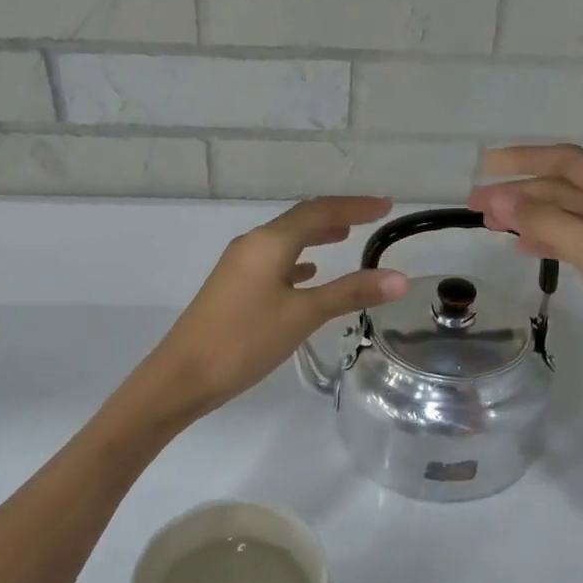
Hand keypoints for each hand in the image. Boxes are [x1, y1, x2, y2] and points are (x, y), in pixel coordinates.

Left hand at [128, 196, 408, 420]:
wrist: (183, 376)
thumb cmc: (244, 340)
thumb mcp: (303, 315)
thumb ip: (350, 293)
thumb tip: (400, 278)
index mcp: (269, 243)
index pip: (318, 211)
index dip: (354, 206)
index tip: (386, 206)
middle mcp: (252, 245)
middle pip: (299, 221)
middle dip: (336, 216)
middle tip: (369, 218)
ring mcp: (239, 266)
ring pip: (285, 241)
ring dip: (315, 236)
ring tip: (344, 238)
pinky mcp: (233, 288)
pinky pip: (273, 263)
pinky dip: (297, 261)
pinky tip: (308, 274)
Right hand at [469, 145, 582, 396]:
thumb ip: (546, 221)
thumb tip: (500, 199)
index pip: (568, 162)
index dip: (524, 160)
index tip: (486, 166)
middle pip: (564, 189)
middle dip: (520, 194)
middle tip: (476, 206)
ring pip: (567, 217)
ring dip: (529, 217)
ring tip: (489, 225)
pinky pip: (574, 241)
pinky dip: (547, 240)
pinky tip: (522, 246)